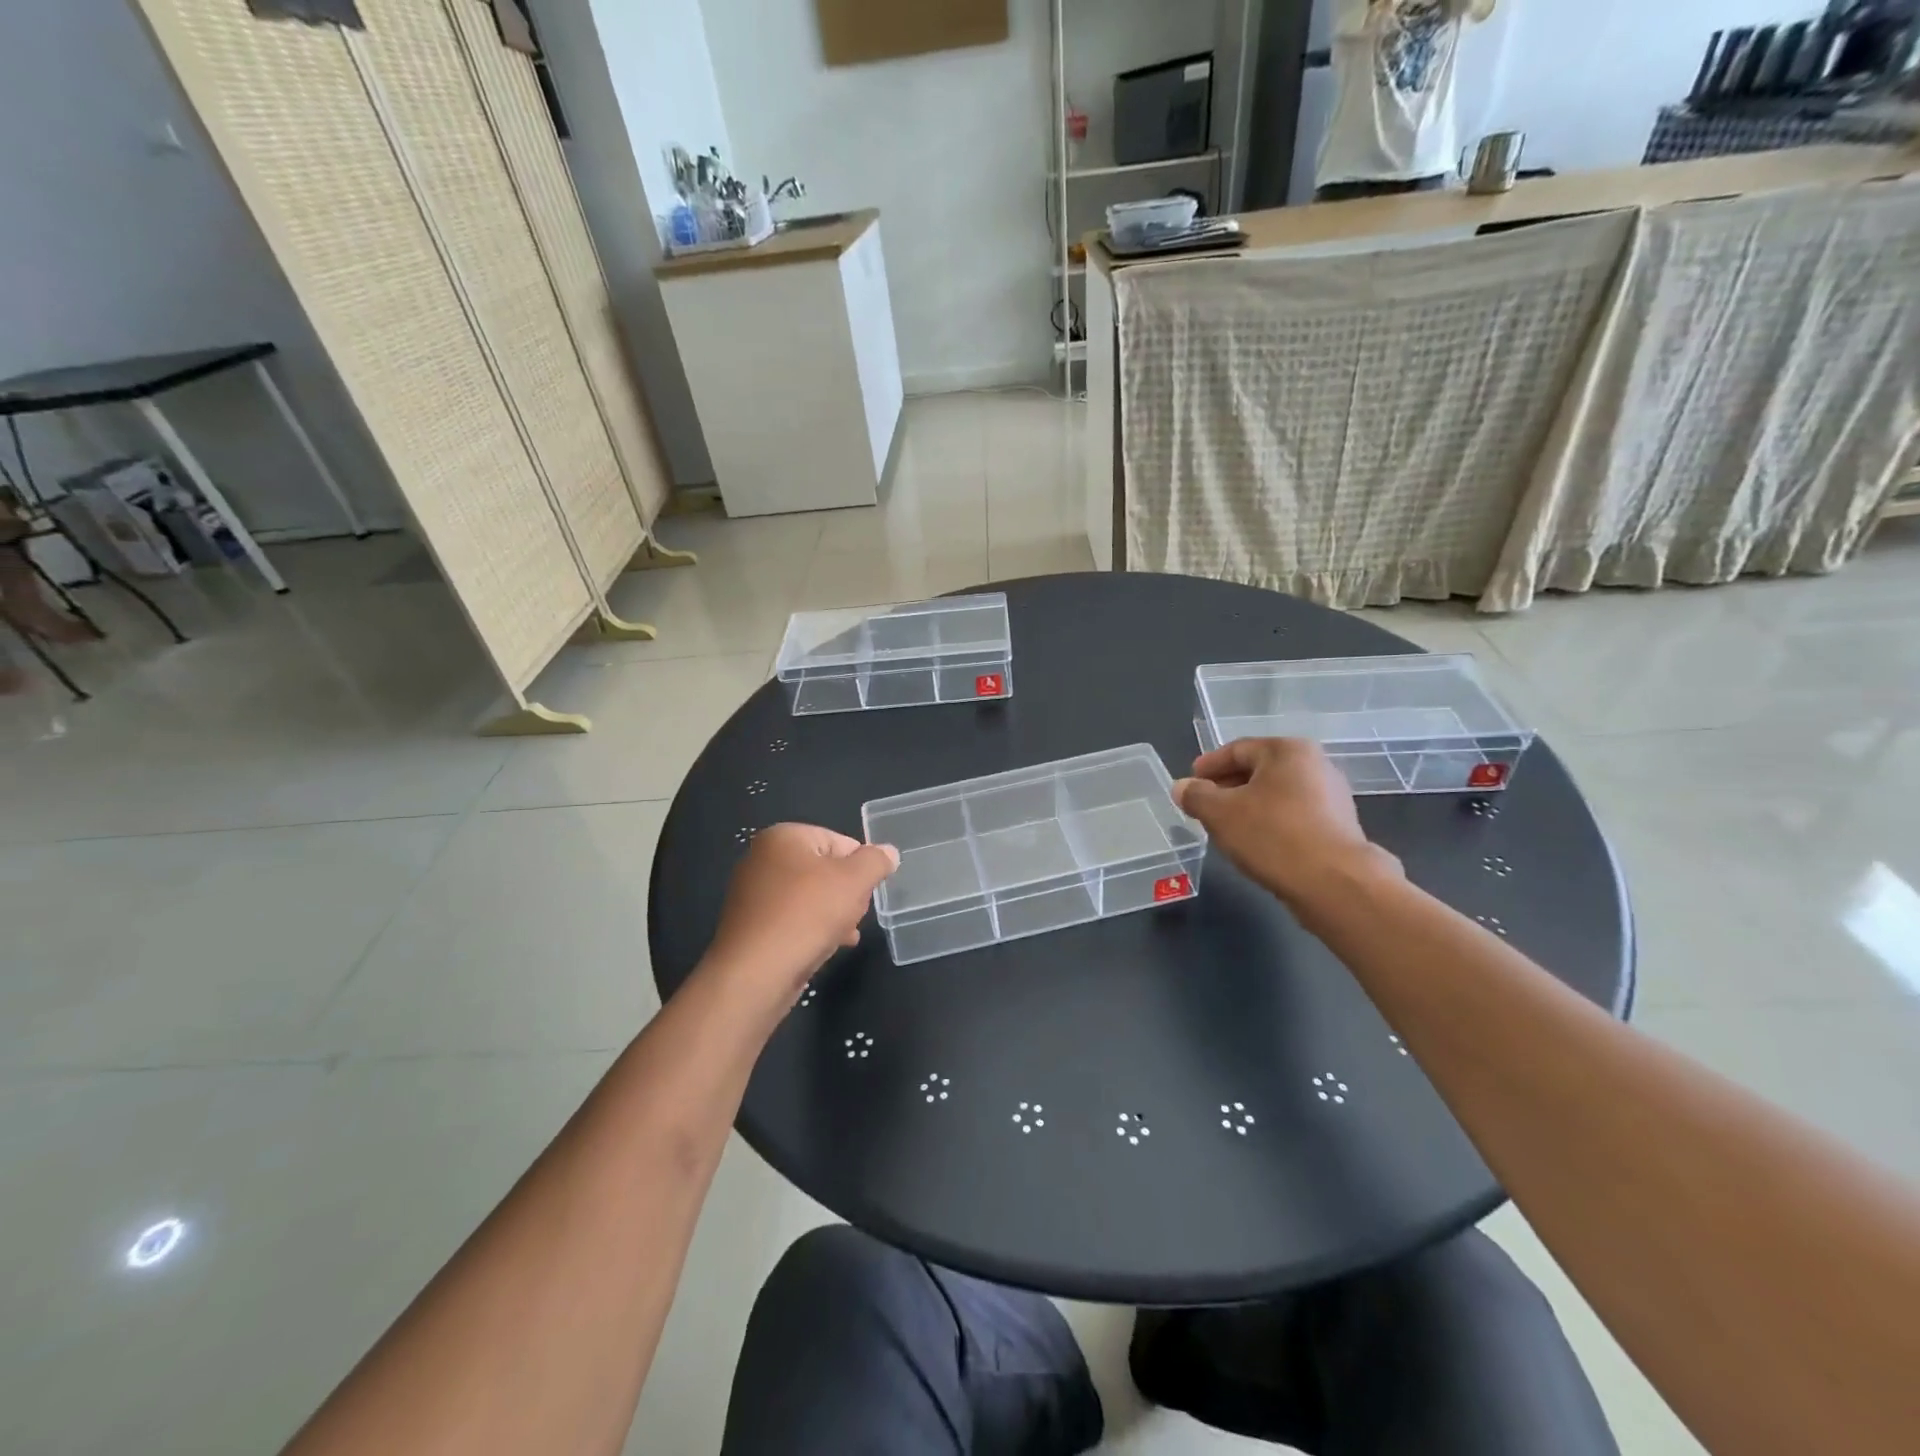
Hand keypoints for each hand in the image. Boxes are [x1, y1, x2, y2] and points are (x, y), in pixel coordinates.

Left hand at [704, 824, 899, 997]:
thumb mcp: (854, 881)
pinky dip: (812, 928)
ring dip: (833, 913)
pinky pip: (792, 918)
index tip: (868, 892)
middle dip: (847, 892)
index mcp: (784, 837)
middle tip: (856, 914)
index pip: (839, 841)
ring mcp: (753, 893)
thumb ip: (875, 861)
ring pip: (810, 896)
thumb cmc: (806, 915)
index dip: (860, 867)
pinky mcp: (751, 925)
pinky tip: (827, 947)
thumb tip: (888, 852)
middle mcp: (763, 858)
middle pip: (824, 869)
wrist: (755, 974)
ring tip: (845, 935)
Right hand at [1173, 738, 1400, 908]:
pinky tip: (1256, 842)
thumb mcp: (1220, 813)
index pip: (1237, 749)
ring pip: (1276, 794)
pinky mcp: (1339, 827)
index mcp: (1287, 750)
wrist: (1335, 883)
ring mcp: (1332, 796)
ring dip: (1249, 806)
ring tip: (1226, 827)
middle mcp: (1315, 764)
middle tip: (1204, 805)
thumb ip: (1196, 796)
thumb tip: (1182, 787)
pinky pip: (1293, 816)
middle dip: (1228, 787)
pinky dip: (1270, 823)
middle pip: (1259, 770)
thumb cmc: (1272, 835)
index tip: (1190, 782)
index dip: (1208, 766)